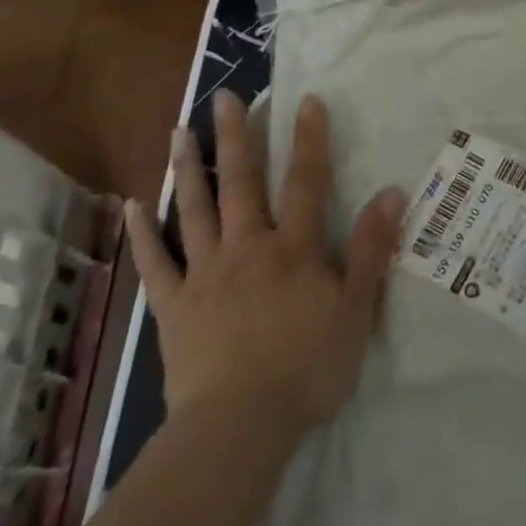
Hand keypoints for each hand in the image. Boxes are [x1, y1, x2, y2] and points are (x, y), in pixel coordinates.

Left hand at [125, 90, 407, 443]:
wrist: (238, 428)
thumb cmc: (307, 368)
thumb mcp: (356, 309)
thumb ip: (372, 249)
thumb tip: (391, 192)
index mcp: (294, 249)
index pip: (306, 182)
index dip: (309, 139)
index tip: (306, 99)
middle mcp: (248, 247)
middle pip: (243, 182)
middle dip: (238, 136)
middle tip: (227, 96)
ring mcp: (206, 274)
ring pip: (196, 209)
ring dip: (190, 168)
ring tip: (180, 130)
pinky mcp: (174, 306)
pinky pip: (156, 262)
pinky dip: (144, 233)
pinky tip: (134, 205)